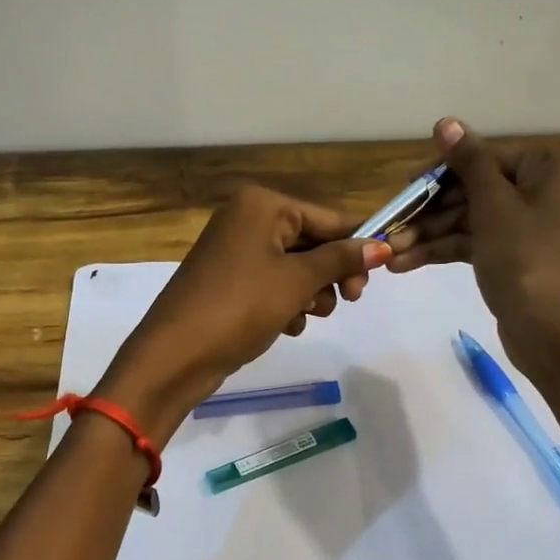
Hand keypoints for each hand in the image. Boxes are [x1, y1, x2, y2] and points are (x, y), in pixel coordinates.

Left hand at [95, 185, 389, 441]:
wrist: (176, 354)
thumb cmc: (240, 306)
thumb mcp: (297, 281)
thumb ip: (341, 260)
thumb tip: (382, 245)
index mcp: (261, 205)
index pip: (327, 217)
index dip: (355, 246)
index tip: (378, 276)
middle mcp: (247, 219)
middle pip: (312, 242)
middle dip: (330, 274)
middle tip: (349, 301)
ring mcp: (235, 252)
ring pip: (295, 268)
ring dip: (310, 293)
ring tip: (305, 316)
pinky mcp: (229, 283)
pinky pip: (273, 285)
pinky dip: (286, 304)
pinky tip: (286, 326)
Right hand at [385, 117, 559, 375]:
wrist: (559, 339)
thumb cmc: (530, 262)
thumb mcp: (494, 207)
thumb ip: (468, 162)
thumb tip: (446, 122)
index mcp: (559, 167)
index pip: (489, 158)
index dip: (441, 174)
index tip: (403, 189)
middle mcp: (554, 189)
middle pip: (479, 189)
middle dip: (432, 212)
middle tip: (391, 226)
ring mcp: (538, 225)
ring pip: (476, 219)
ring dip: (432, 235)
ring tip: (391, 253)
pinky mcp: (524, 255)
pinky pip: (482, 242)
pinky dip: (448, 251)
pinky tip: (407, 264)